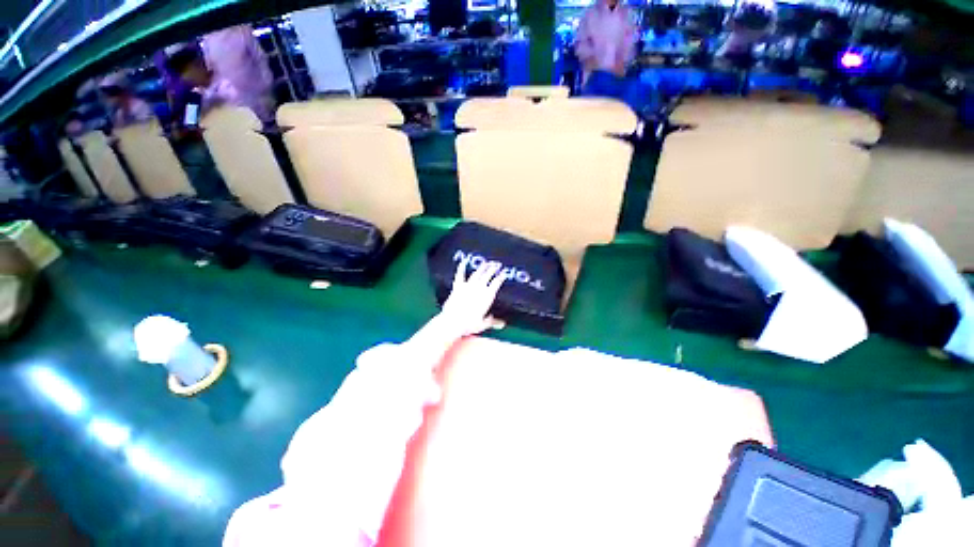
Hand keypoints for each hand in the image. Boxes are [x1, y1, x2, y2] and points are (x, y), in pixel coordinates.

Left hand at [440, 257, 505, 335]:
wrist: (452, 322)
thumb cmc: (469, 324)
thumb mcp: (483, 324)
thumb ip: (493, 322)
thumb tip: (502, 324)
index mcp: (487, 296)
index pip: (497, 283)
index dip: (501, 276)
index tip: (504, 273)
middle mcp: (479, 288)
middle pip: (488, 275)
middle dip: (493, 268)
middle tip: (497, 264)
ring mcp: (468, 286)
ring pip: (477, 273)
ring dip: (482, 267)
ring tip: (486, 263)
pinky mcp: (457, 286)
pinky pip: (460, 275)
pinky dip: (461, 268)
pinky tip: (463, 262)